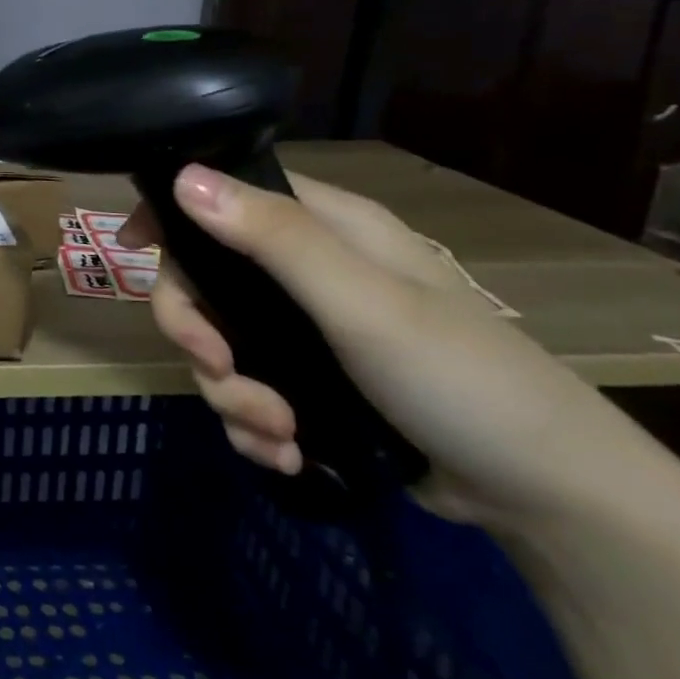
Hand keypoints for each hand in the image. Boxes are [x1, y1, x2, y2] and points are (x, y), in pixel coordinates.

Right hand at [121, 164, 621, 524]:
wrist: (549, 501)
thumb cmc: (463, 380)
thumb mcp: (363, 304)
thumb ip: (273, 239)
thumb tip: (182, 177)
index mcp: (325, 229)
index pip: (225, 194)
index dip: (171, 213)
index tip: (130, 246)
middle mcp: (305, 272)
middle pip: (203, 280)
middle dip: (199, 334)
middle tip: (218, 371)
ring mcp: (302, 331)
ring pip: (216, 345)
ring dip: (231, 395)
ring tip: (278, 435)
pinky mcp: (305, 384)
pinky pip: (241, 391)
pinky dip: (251, 425)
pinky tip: (285, 455)